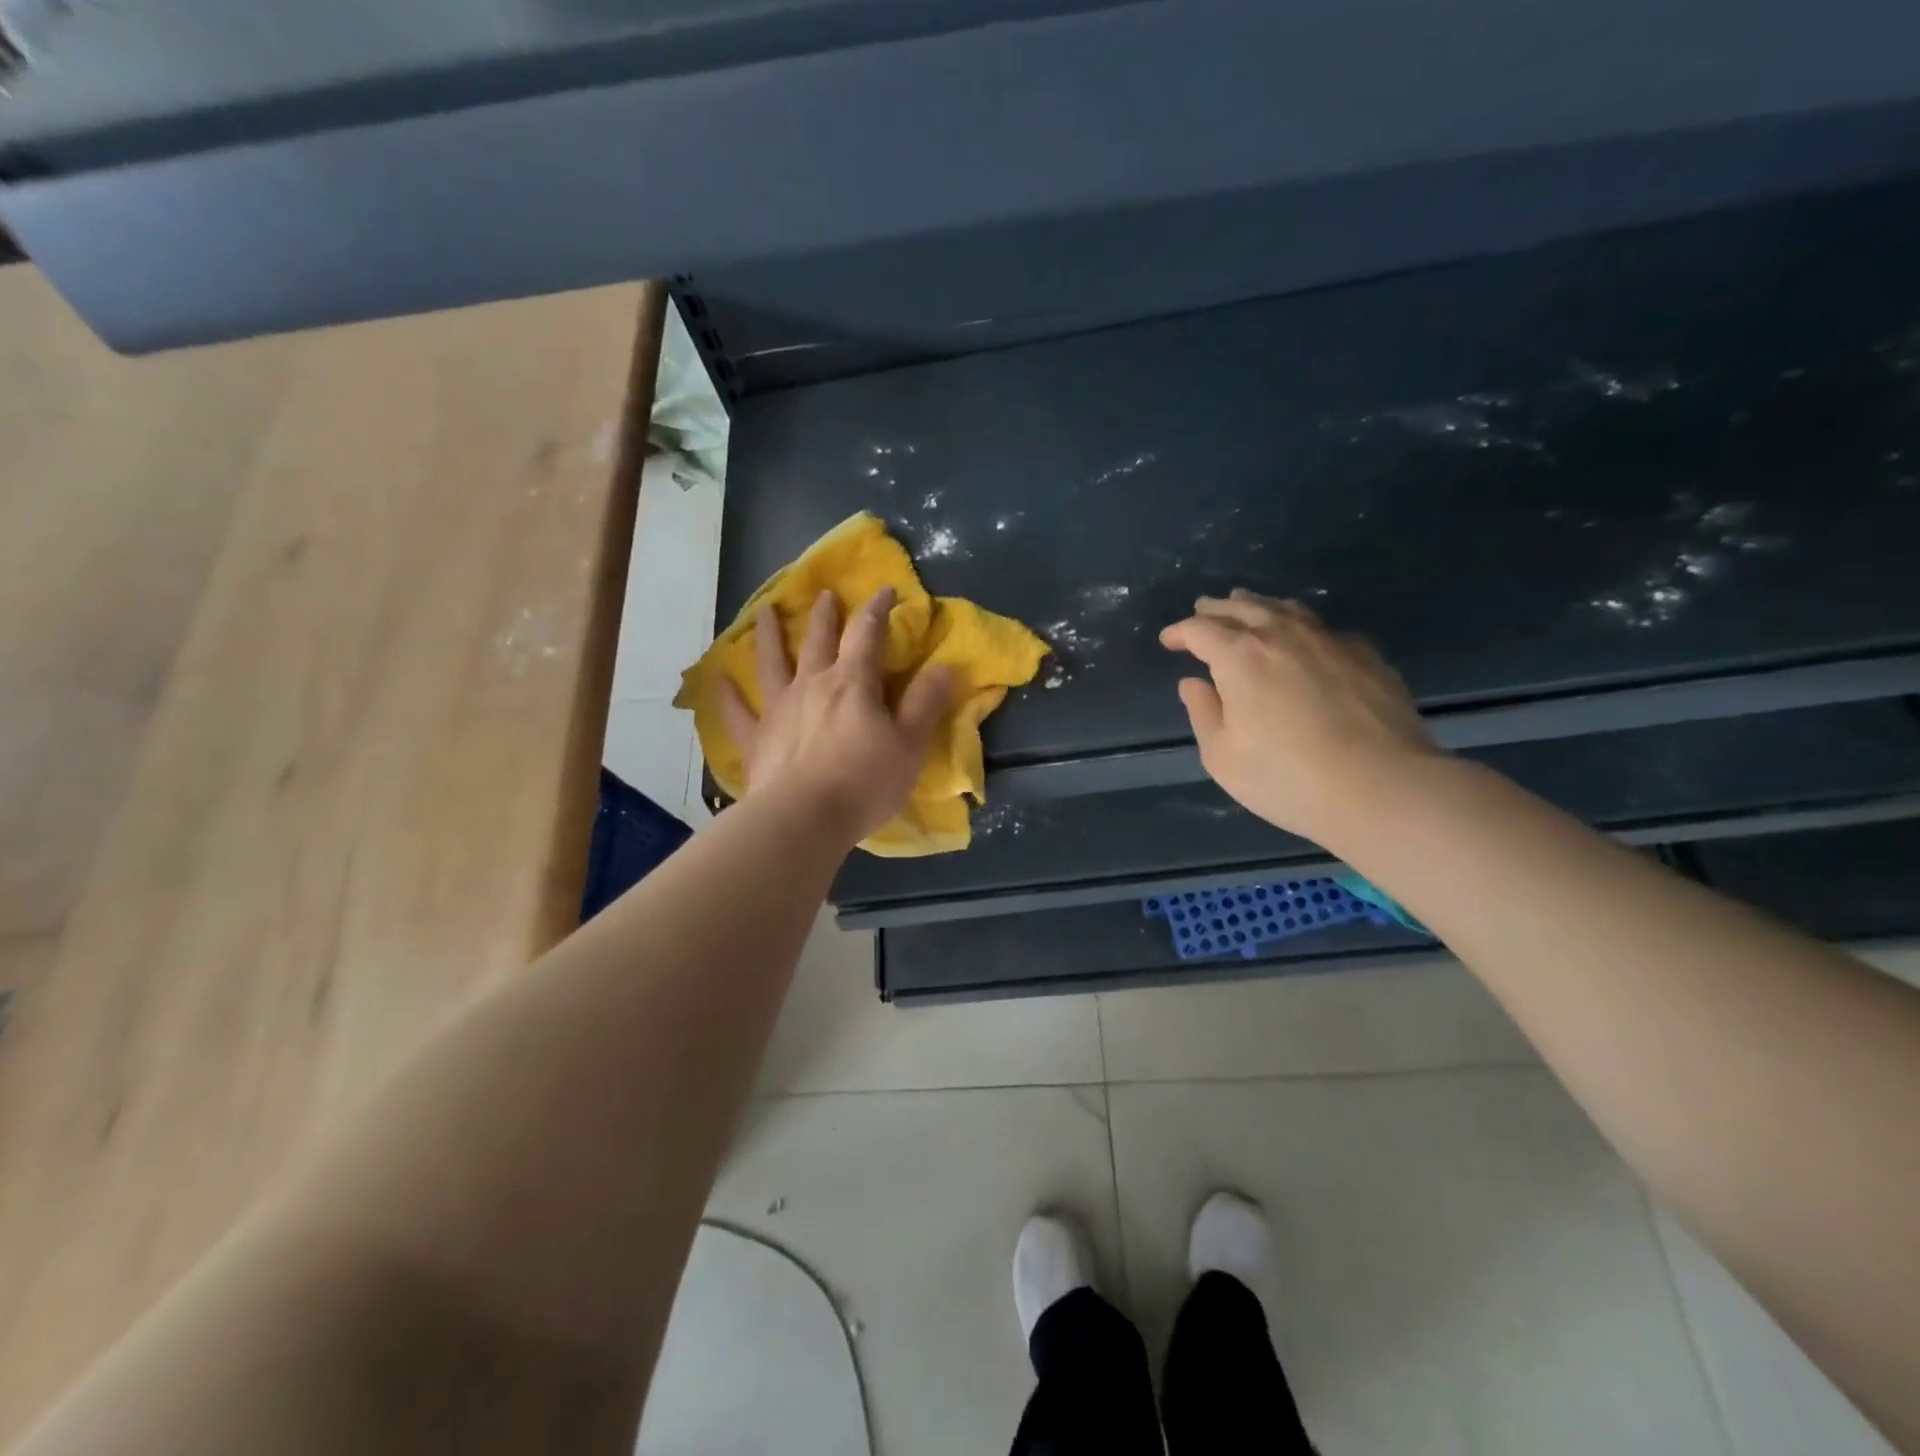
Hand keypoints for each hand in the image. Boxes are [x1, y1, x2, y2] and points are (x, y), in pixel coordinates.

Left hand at [719, 587, 954, 843]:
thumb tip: (946, 665)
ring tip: (764, 611)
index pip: (867, 634)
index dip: (877, 609)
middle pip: (818, 641)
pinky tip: (717, 680)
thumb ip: (925, 703)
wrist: (803, 818)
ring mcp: (779, 709)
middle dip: (825, 615)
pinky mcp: (756, 739)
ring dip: (770, 635)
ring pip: (772, 663)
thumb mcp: (910, 745)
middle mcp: (812, 685)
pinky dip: (727, 695)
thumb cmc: (864, 782)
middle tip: (824, 594)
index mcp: (853, 683)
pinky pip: (738, 712)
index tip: (885, 590)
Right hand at [1160, 590, 1439, 842]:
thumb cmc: (1286, 778)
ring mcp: (1328, 640)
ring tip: (1248, 608)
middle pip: (1242, 608)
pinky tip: (1305, 640)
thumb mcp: (1223, 756)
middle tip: (1202, 612)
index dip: (1180, 632)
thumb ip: (1203, 713)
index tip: (1169, 640)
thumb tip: (1194, 683)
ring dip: (1259, 607)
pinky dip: (1302, 627)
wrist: (1381, 786)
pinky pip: (1324, 628)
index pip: (1199, 630)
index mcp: (1239, 656)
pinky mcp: (1365, 655)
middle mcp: (1281, 635)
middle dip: (1216, 609)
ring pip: (1286, 609)